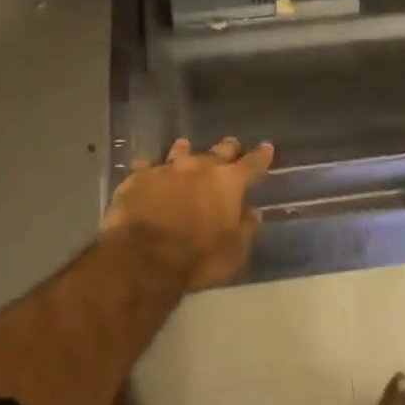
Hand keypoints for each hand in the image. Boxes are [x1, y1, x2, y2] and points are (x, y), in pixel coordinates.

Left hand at [102, 136, 275, 290]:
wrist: (144, 257)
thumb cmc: (198, 258)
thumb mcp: (234, 252)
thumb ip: (245, 228)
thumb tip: (252, 212)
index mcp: (228, 183)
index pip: (252, 164)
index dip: (261, 156)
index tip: (267, 148)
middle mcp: (199, 167)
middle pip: (218, 151)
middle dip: (227, 149)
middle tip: (231, 146)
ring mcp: (166, 169)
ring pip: (179, 151)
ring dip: (185, 151)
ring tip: (184, 147)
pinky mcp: (138, 177)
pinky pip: (145, 166)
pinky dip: (149, 168)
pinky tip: (146, 169)